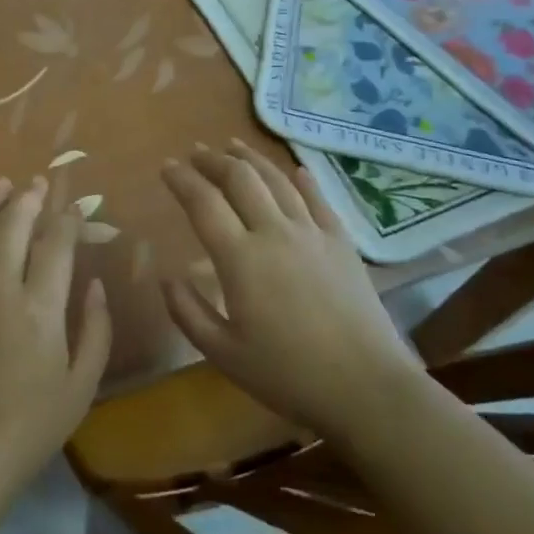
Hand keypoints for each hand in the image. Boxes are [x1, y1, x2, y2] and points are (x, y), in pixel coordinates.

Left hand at [0, 177, 112, 509]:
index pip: (56, 245)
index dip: (68, 219)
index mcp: (40, 307)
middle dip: (28, 198)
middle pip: (12, 226)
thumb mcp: (80, 387)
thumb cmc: (28, 429)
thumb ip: (95, 331)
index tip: (75, 206)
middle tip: (36, 183)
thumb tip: (97, 285)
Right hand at [161, 141, 420, 440]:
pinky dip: (302, 180)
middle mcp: (274, 233)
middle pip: (240, 179)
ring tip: (232, 146)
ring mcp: (312, 233)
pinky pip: (318, 199)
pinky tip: (295, 170)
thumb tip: (166, 277)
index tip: (166, 166)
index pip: (203, 203)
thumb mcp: (224, 354)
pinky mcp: (342, 242)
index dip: (181, 180)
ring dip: (250, 159)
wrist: (367, 387)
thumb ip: (188, 312)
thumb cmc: (289, 374)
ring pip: (277, 180)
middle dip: (213, 160)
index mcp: (240, 259)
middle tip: (196, 152)